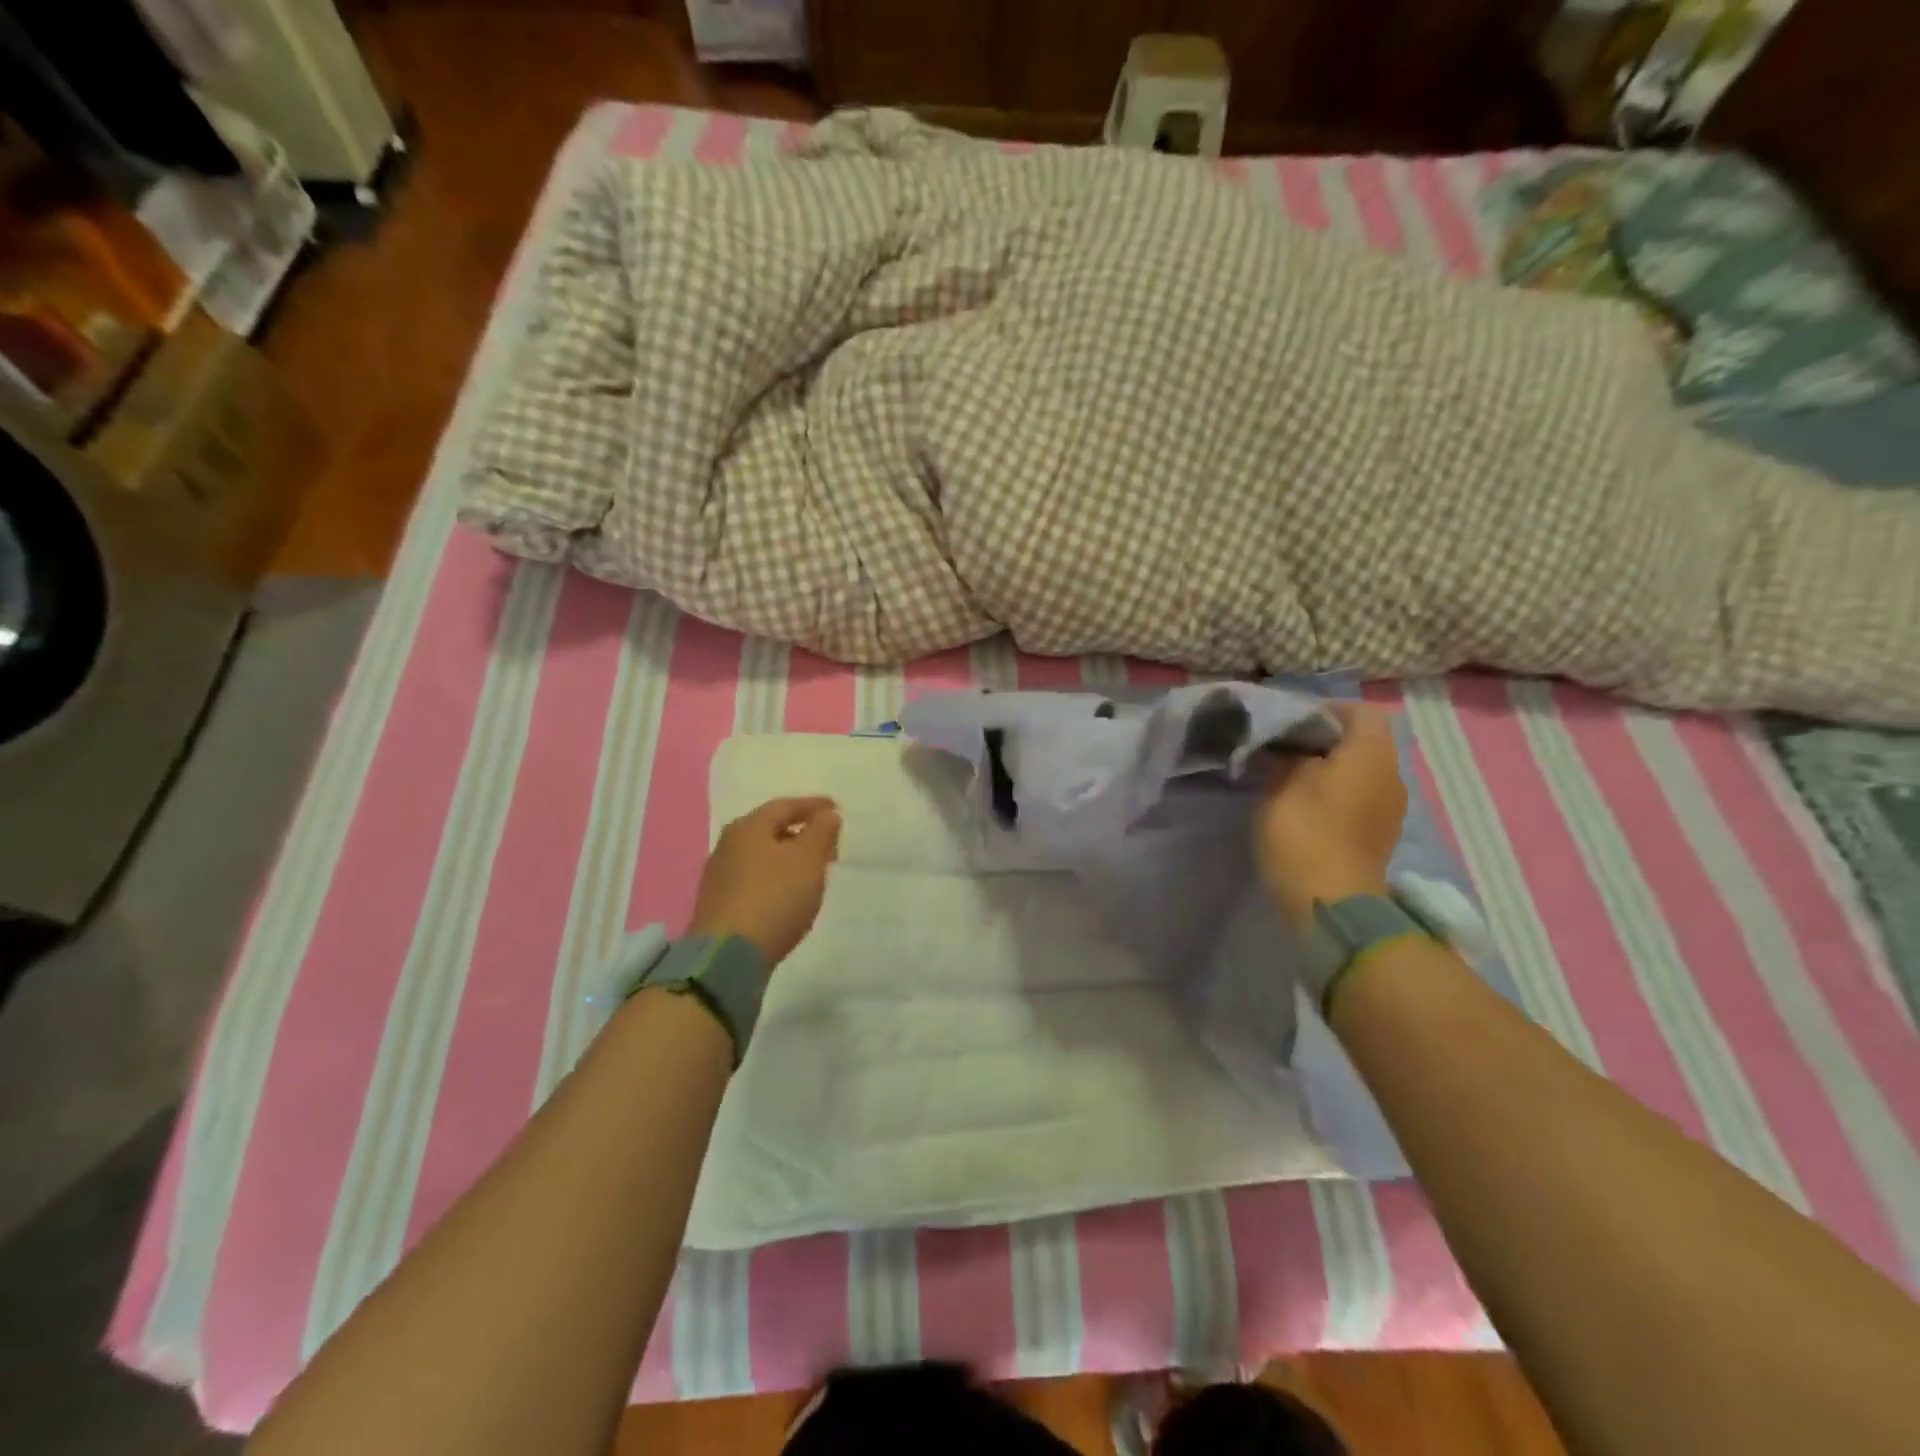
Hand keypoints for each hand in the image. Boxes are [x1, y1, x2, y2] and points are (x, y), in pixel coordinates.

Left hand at [689, 797, 841, 967]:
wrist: (728, 956)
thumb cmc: (774, 897)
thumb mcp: (808, 859)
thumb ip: (821, 832)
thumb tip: (827, 815)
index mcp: (748, 827)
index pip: (785, 806)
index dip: (813, 806)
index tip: (836, 809)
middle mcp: (728, 845)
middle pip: (771, 829)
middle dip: (802, 832)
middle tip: (829, 842)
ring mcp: (720, 876)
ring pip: (763, 856)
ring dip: (789, 857)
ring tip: (814, 870)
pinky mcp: (720, 904)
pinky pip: (755, 879)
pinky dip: (777, 878)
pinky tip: (790, 894)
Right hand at [1254, 702, 1406, 929]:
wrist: (1331, 902)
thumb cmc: (1305, 833)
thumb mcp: (1281, 784)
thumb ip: (1286, 757)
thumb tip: (1286, 749)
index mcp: (1370, 754)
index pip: (1358, 711)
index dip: (1324, 710)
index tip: (1288, 723)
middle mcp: (1390, 775)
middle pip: (1361, 742)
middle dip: (1323, 740)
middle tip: (1282, 749)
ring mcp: (1389, 809)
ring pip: (1360, 771)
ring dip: (1328, 769)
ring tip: (1288, 777)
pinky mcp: (1379, 835)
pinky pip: (1359, 798)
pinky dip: (1335, 794)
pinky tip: (1305, 807)